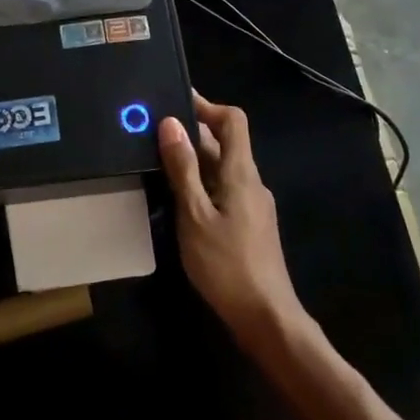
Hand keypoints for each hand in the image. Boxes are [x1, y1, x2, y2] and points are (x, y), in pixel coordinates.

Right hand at [158, 95, 306, 345]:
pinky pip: (222, 189)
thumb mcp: (195, 214)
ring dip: (193, 158)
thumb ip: (183, 169)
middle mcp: (250, 182)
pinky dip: (200, 182)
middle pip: (225, 143)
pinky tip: (177, 196)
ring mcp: (252, 205)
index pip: (233, 121)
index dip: (207, 106)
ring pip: (221, 168)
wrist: (266, 319)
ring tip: (157, 159)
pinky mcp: (248, 225)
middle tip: (153, 130)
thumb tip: (170, 122)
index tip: (175, 101)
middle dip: (191, 132)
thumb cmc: (228, 264)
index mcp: (241, 173)